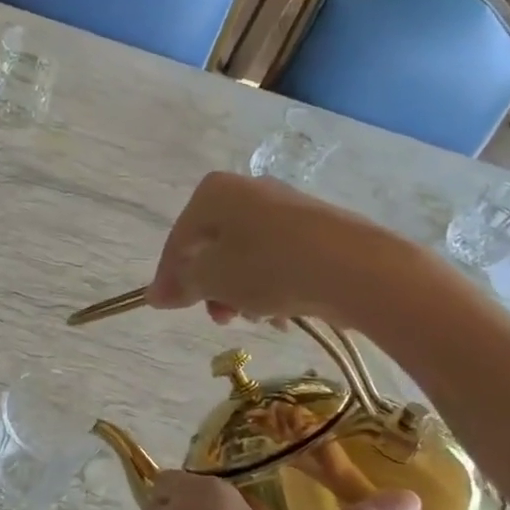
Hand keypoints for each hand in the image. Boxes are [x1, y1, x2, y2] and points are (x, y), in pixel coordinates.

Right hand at [147, 172, 372, 325]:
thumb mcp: (211, 279)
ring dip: (242, 293)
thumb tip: (154, 295)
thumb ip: (180, 284)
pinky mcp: (315, 230)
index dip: (170, 277)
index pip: (179, 239)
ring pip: (246, 258)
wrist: (355, 268)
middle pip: (214, 248)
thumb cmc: (267, 267)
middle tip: (221, 317)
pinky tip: (283, 314)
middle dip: (213, 288)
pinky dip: (272, 287)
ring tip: (257, 318)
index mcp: (214, 193)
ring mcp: (285, 208)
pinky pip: (278, 260)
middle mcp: (248, 190)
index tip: (168, 308)